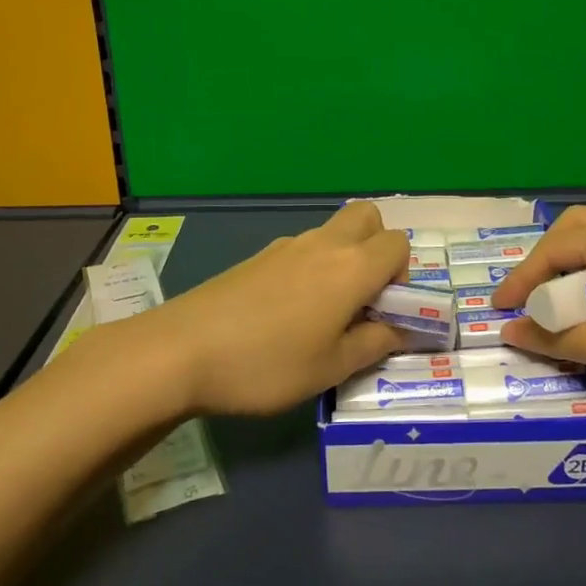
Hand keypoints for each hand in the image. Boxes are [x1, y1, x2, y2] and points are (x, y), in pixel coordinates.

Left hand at [137, 201, 409, 415]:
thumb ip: (375, 343)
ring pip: (332, 233)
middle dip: (377, 248)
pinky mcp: (258, 257)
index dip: (403, 275)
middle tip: (362, 296)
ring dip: (343, 259)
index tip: (385, 311)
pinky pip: (301, 249)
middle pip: (367, 218)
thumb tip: (405, 330)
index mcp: (351, 267)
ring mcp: (286, 246)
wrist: (180, 350)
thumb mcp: (330, 367)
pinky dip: (311, 268)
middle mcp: (323, 244)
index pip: (398, 244)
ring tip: (323, 314)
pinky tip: (286, 314)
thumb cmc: (267, 363)